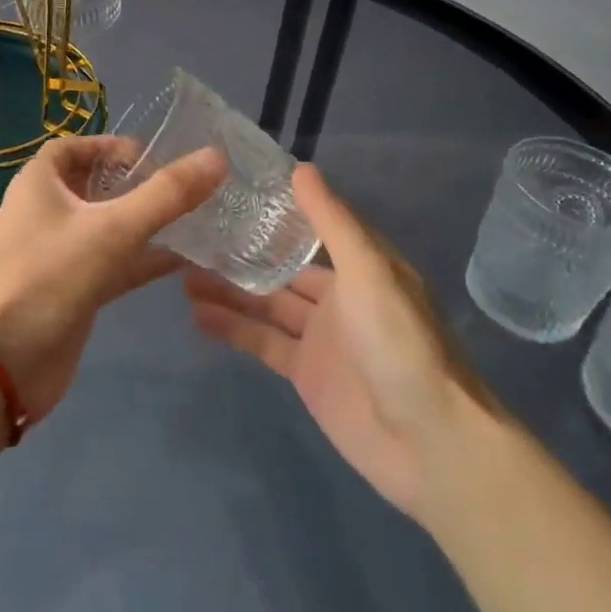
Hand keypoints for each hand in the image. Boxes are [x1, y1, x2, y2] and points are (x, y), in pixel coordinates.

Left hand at [0, 135, 224, 421]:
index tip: (154, 158)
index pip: (75, 147)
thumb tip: (217, 157)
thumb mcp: (112, 229)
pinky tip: (184, 261)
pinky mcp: (72, 290)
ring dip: (145, 223)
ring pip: (107, 227)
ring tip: (196, 219)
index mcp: (40, 183)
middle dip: (136, 185)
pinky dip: (142, 260)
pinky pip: (112, 264)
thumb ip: (167, 195)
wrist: (1, 364)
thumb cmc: (49, 277)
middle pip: (95, 186)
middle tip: (184, 188)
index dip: (111, 146)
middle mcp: (46, 212)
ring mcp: (59, 254)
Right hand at [185, 163, 495, 521]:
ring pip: (266, 304)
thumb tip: (302, 168)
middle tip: (192, 236)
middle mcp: (339, 295)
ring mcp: (320, 336)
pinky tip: (196, 314)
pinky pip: (262, 342)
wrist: (429, 443)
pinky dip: (231, 328)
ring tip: (181, 273)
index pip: (313, 226)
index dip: (276, 210)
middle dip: (243, 253)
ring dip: (229, 290)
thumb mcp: (368, 271)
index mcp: (360, 264)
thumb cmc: (401, 343)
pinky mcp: (306, 373)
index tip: (232, 190)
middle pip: (282, 267)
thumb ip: (333, 222)